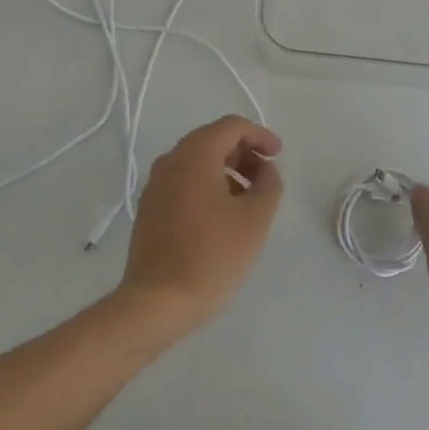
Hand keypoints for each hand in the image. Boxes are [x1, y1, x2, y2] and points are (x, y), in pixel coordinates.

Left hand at [117, 116, 282, 334]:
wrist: (157, 302)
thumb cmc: (212, 255)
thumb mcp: (255, 219)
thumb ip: (269, 184)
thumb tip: (265, 169)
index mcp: (195, 154)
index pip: (231, 126)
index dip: (260, 135)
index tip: (279, 154)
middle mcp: (170, 160)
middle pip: (212, 140)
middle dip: (244, 153)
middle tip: (267, 177)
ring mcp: (155, 185)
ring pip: (197, 162)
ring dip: (227, 170)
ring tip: (249, 199)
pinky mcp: (149, 208)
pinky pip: (184, 182)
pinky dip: (208, 185)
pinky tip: (222, 215)